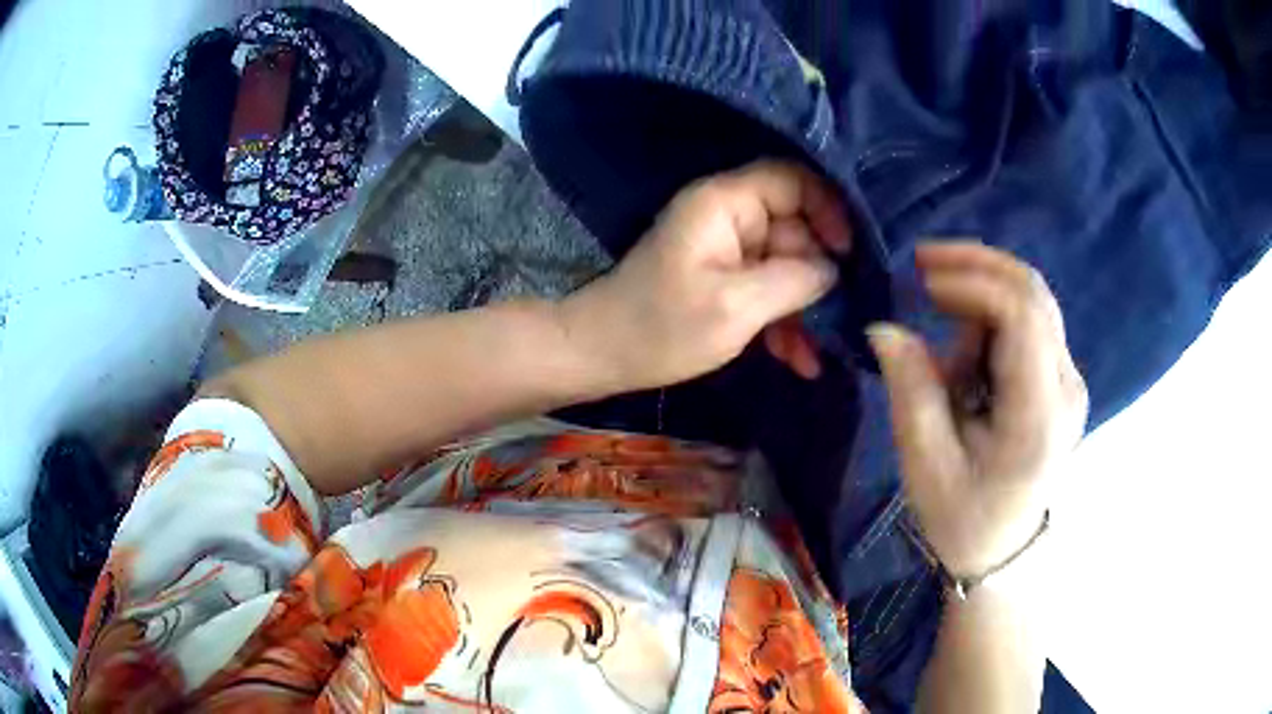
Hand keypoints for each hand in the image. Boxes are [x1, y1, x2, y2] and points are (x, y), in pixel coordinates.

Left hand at [559, 160, 851, 391]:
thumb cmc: (662, 327)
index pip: (792, 180)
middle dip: (820, 273)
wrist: (602, 356)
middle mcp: (728, 217)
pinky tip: (801, 360)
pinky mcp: (723, 280)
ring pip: (786, 265)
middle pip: (796, 227)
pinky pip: (767, 289)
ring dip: (805, 307)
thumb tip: (834, 268)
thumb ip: (794, 279)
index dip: (828, 207)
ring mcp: (726, 250)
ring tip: (820, 352)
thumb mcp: (736, 305)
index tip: (849, 252)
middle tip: (845, 315)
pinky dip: (784, 320)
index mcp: (725, 203)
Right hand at [868, 243, 1087, 578]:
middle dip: (977, 266)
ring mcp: (1069, 379)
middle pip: (1032, 293)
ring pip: (1030, 300)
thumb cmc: (963, 518)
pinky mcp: (1061, 377)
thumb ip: (912, 390)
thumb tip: (885, 327)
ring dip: (980, 301)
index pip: (1023, 316)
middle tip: (922, 265)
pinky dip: (991, 317)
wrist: (1003, 549)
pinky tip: (968, 355)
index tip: (921, 280)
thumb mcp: (926, 465)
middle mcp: (1066, 387)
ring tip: (947, 356)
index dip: (973, 282)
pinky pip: (1028, 320)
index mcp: (1038, 416)